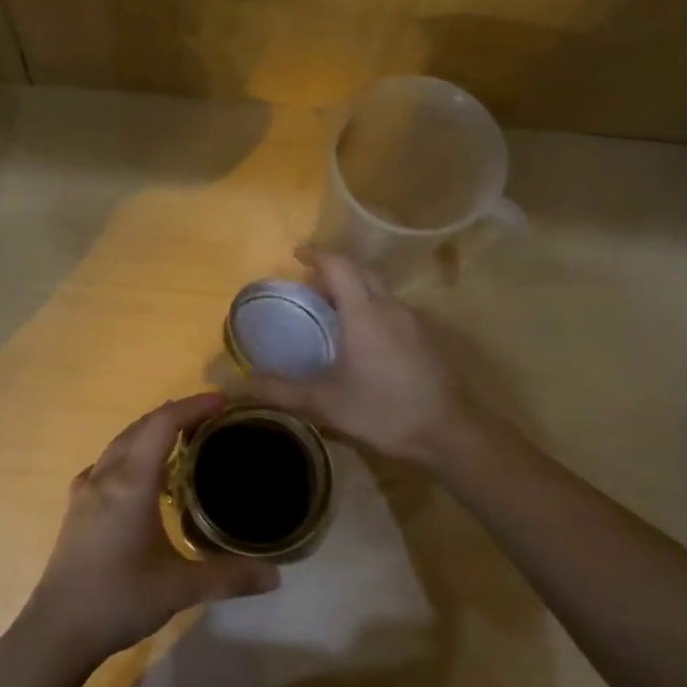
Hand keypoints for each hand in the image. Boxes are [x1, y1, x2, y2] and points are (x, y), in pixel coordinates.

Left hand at [23, 393, 281, 664]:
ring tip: (185, 439)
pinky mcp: (77, 506)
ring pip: (121, 442)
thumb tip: (276, 576)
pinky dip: (132, 453)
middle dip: (176, 414)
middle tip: (213, 418)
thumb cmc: (118, 601)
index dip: (193, 406)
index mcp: (130, 483)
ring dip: (152, 431)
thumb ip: (229, 577)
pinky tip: (143, 476)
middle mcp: (106, 476)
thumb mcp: (179, 589)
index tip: (223, 400)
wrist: (57, 630)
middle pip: (141, 426)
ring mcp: (86, 489)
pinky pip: (107, 462)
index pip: (162, 424)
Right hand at [243, 248, 478, 465]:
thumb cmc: (383, 410)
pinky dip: (372, 309)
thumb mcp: (325, 402)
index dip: (317, 255)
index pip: (339, 266)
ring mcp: (414, 321)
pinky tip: (365, 339)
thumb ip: (280, 390)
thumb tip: (238, 384)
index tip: (297, 254)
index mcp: (364, 311)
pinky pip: (393, 310)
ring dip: (356, 290)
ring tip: (333, 312)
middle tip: (311, 284)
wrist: (449, 432)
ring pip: (381, 291)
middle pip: (362, 272)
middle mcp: (391, 306)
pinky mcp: (428, 339)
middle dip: (336, 270)